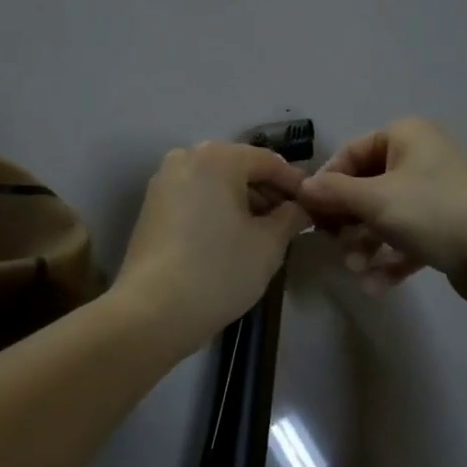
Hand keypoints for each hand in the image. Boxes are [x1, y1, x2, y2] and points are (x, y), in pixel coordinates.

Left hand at [116, 142, 310, 352]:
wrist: (151, 310)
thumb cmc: (218, 271)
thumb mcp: (268, 245)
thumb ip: (291, 217)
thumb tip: (300, 207)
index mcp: (217, 157)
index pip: (268, 161)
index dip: (295, 183)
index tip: (315, 206)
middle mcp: (186, 157)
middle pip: (239, 166)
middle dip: (267, 191)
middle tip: (291, 221)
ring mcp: (164, 180)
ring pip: (215, 181)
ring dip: (242, 200)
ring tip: (264, 232)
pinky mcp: (151, 205)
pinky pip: (195, 195)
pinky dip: (216, 207)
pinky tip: (231, 236)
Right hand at [297, 118, 466, 312]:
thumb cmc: (432, 211)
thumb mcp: (374, 199)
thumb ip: (333, 193)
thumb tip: (301, 188)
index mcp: (406, 137)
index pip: (351, 153)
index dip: (327, 182)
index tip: (310, 212)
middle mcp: (421, 159)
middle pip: (367, 186)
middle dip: (347, 220)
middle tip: (331, 243)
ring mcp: (437, 195)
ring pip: (386, 217)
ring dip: (365, 244)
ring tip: (355, 269)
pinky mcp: (448, 229)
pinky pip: (408, 239)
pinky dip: (390, 260)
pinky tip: (374, 287)